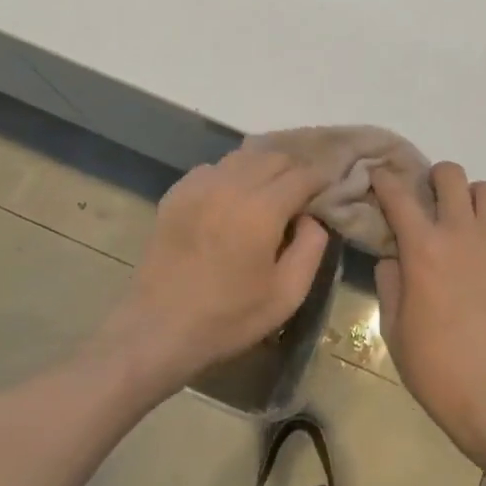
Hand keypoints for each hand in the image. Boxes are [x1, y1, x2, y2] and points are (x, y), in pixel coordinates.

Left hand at [92, 150, 330, 395]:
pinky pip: (214, 168)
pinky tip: (231, 200)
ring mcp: (200, 184)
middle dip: (294, 170)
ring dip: (263, 168)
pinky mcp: (178, 192)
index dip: (320, 179)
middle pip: (274, 156)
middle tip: (301, 194)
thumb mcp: (287, 295)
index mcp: (262, 208)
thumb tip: (312, 216)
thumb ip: (311, 247)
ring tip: (269, 193)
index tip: (328, 190)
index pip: (302, 174)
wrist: (157, 329)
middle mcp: (232, 184)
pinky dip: (232, 175)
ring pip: (244, 156)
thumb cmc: (227, 318)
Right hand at [372, 162, 485, 473]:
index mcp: (424, 248)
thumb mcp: (394, 330)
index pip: (399, 194)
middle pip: (450, 174)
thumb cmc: (438, 370)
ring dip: (468, 197)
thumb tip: (394, 257)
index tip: (378, 175)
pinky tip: (480, 270)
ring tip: (459, 224)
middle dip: (433, 178)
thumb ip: (391, 283)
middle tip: (426, 201)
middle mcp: (462, 234)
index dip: (384, 178)